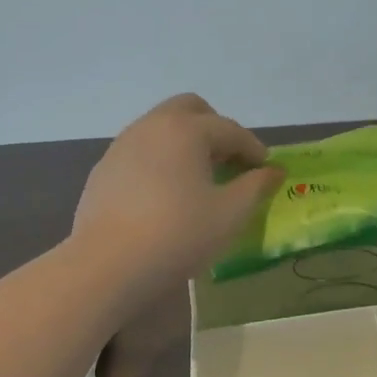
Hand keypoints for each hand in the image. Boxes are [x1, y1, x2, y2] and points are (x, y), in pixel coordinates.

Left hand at [72, 94, 283, 289]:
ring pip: (162, 127)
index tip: (266, 170)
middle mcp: (152, 126)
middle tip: (229, 161)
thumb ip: (256, 186)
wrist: (105, 267)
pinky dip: (161, 160)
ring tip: (198, 178)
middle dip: (215, 129)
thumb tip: (273, 171)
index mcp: (186, 129)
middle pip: (190, 109)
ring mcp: (122, 145)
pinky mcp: (104, 169)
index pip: (230, 129)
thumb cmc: (178, 234)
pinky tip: (165, 194)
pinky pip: (141, 151)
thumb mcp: (230, 214)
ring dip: (185, 142)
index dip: (253, 148)